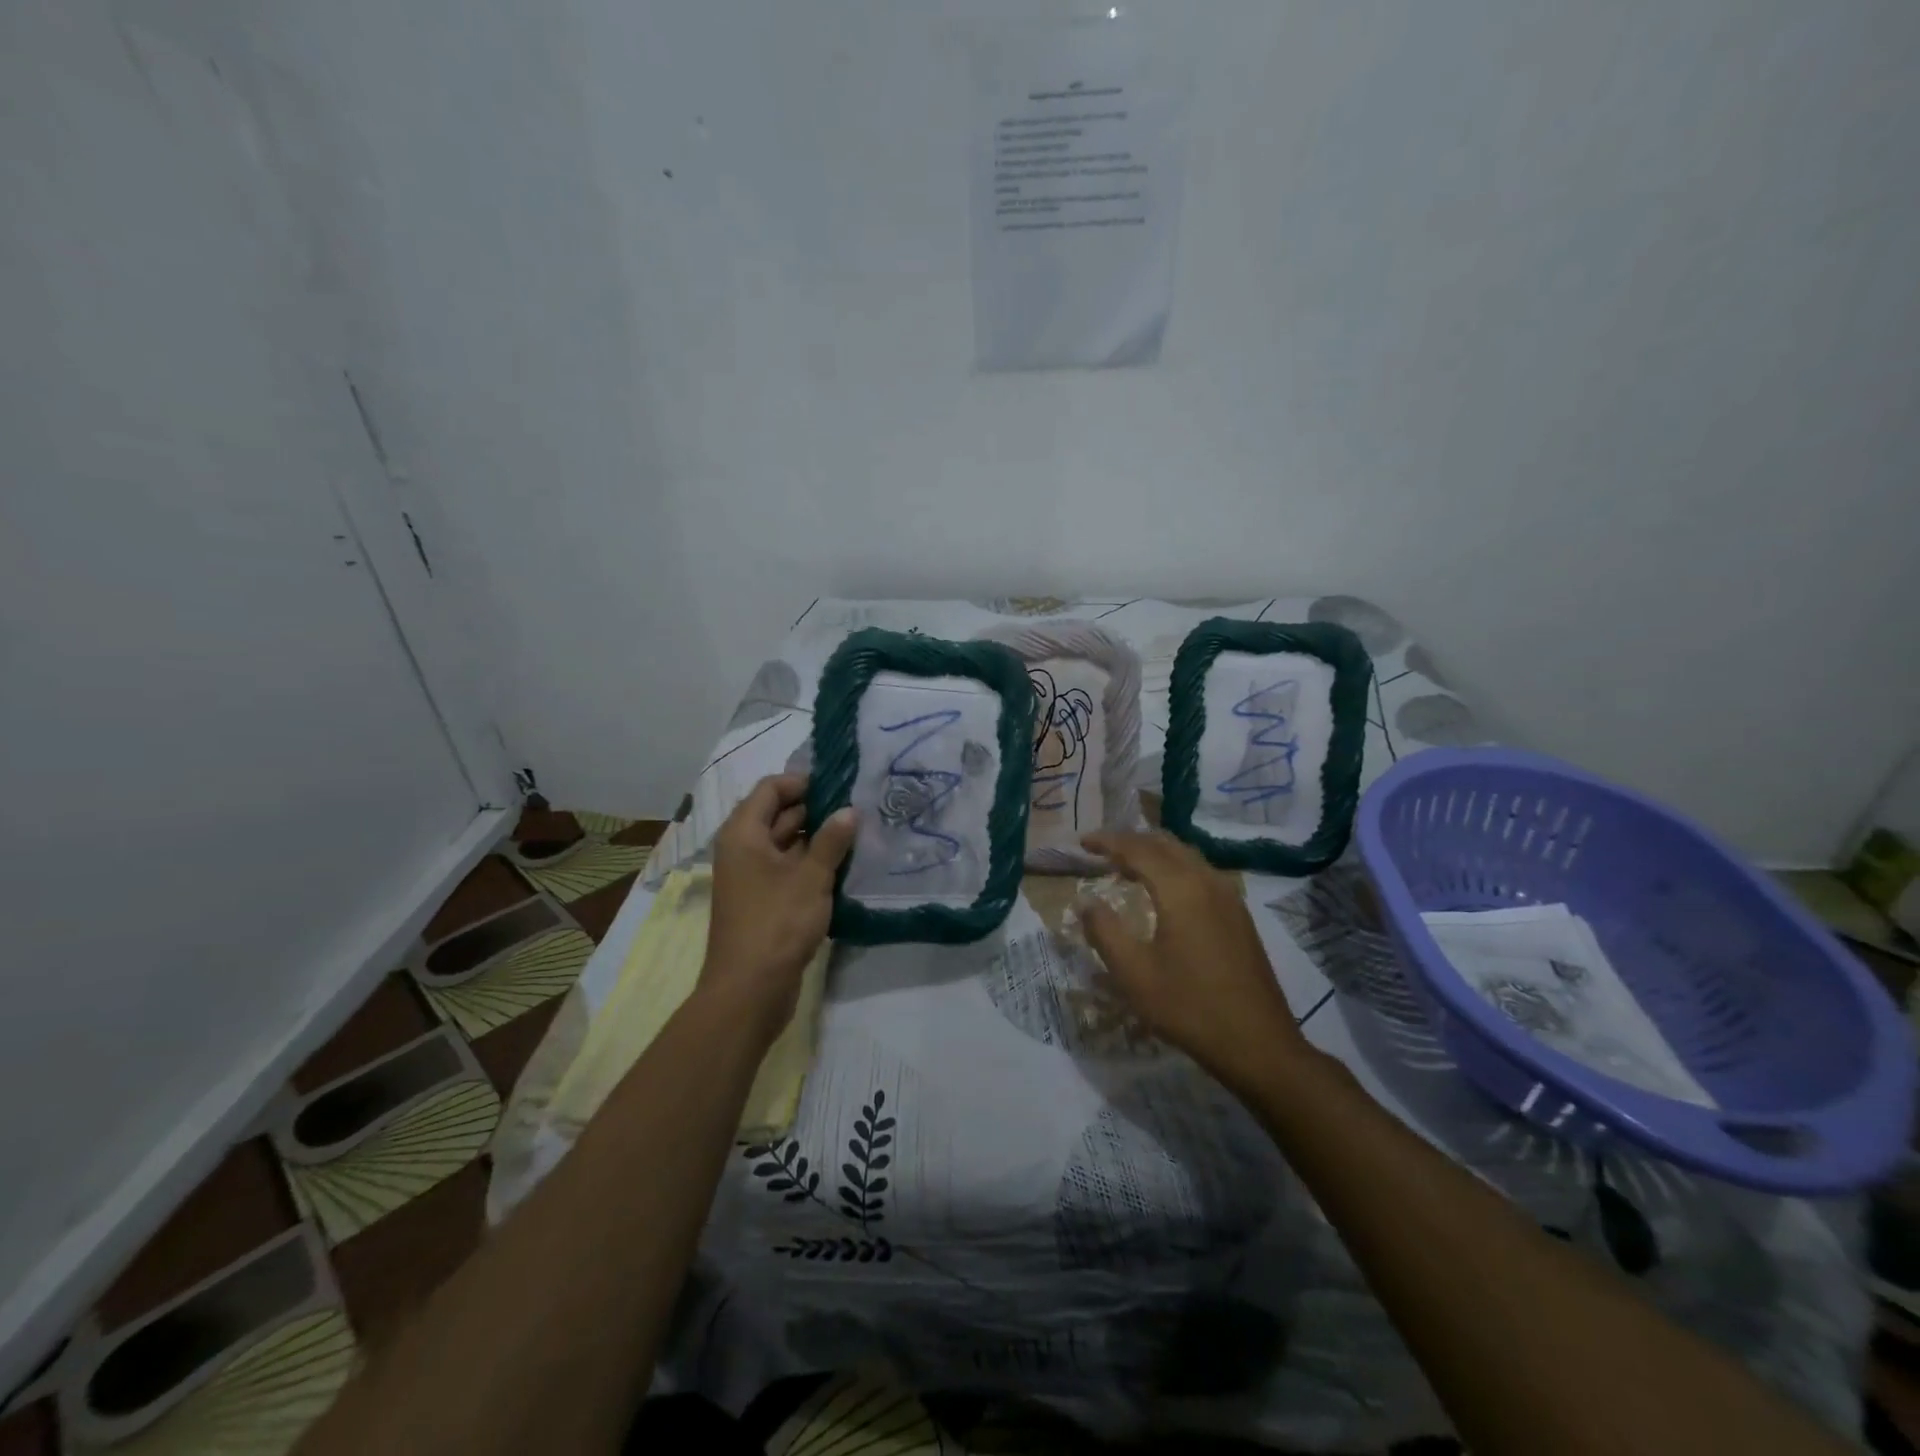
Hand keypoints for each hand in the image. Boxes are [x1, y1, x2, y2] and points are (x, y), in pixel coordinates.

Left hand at [702, 774, 855, 1037]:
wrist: (749, 991)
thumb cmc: (777, 924)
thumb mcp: (811, 877)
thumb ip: (832, 840)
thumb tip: (849, 810)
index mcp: (744, 834)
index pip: (770, 789)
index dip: (803, 783)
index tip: (840, 788)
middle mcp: (743, 850)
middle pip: (778, 814)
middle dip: (817, 810)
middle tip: (858, 809)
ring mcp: (752, 877)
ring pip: (786, 844)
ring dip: (818, 839)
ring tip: (858, 835)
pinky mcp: (763, 902)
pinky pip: (788, 870)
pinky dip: (811, 865)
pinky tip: (844, 867)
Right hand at [1079, 830, 1306, 1090]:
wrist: (1258, 1044)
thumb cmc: (1188, 1007)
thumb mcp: (1133, 973)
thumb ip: (1104, 931)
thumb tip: (1086, 901)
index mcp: (1181, 889)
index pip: (1138, 849)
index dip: (1107, 841)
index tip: (1081, 842)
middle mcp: (1207, 881)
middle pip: (1165, 843)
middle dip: (1131, 841)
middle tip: (1101, 850)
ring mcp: (1229, 896)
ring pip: (1186, 855)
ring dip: (1154, 852)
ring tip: (1126, 866)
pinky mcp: (1239, 915)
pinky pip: (1200, 872)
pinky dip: (1174, 868)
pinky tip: (1163, 891)